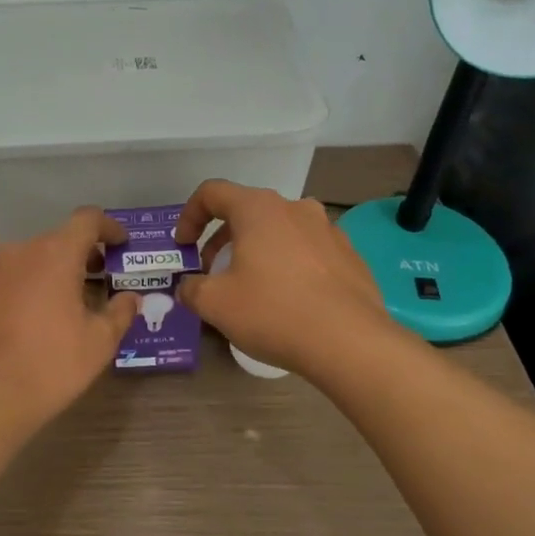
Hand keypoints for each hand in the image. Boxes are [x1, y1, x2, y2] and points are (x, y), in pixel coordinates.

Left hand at [0, 207, 138, 430]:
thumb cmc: (50, 364)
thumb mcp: (99, 342)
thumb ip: (120, 312)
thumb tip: (130, 298)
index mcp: (55, 253)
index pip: (87, 220)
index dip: (109, 227)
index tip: (123, 245)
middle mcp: (22, 250)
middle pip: (61, 239)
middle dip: (86, 255)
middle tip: (105, 280)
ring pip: (36, 257)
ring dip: (58, 270)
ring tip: (75, 301)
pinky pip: (15, 275)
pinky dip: (35, 283)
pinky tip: (43, 315)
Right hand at [174, 181, 390, 376]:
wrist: (350, 343)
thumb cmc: (273, 312)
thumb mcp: (215, 304)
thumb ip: (191, 289)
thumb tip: (188, 287)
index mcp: (258, 209)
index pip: (212, 192)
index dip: (190, 216)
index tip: (183, 245)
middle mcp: (294, 208)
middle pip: (247, 211)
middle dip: (222, 238)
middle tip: (212, 271)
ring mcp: (327, 230)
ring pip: (279, 230)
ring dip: (256, 249)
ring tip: (249, 285)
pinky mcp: (349, 256)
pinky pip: (307, 251)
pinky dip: (288, 265)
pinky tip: (288, 299)